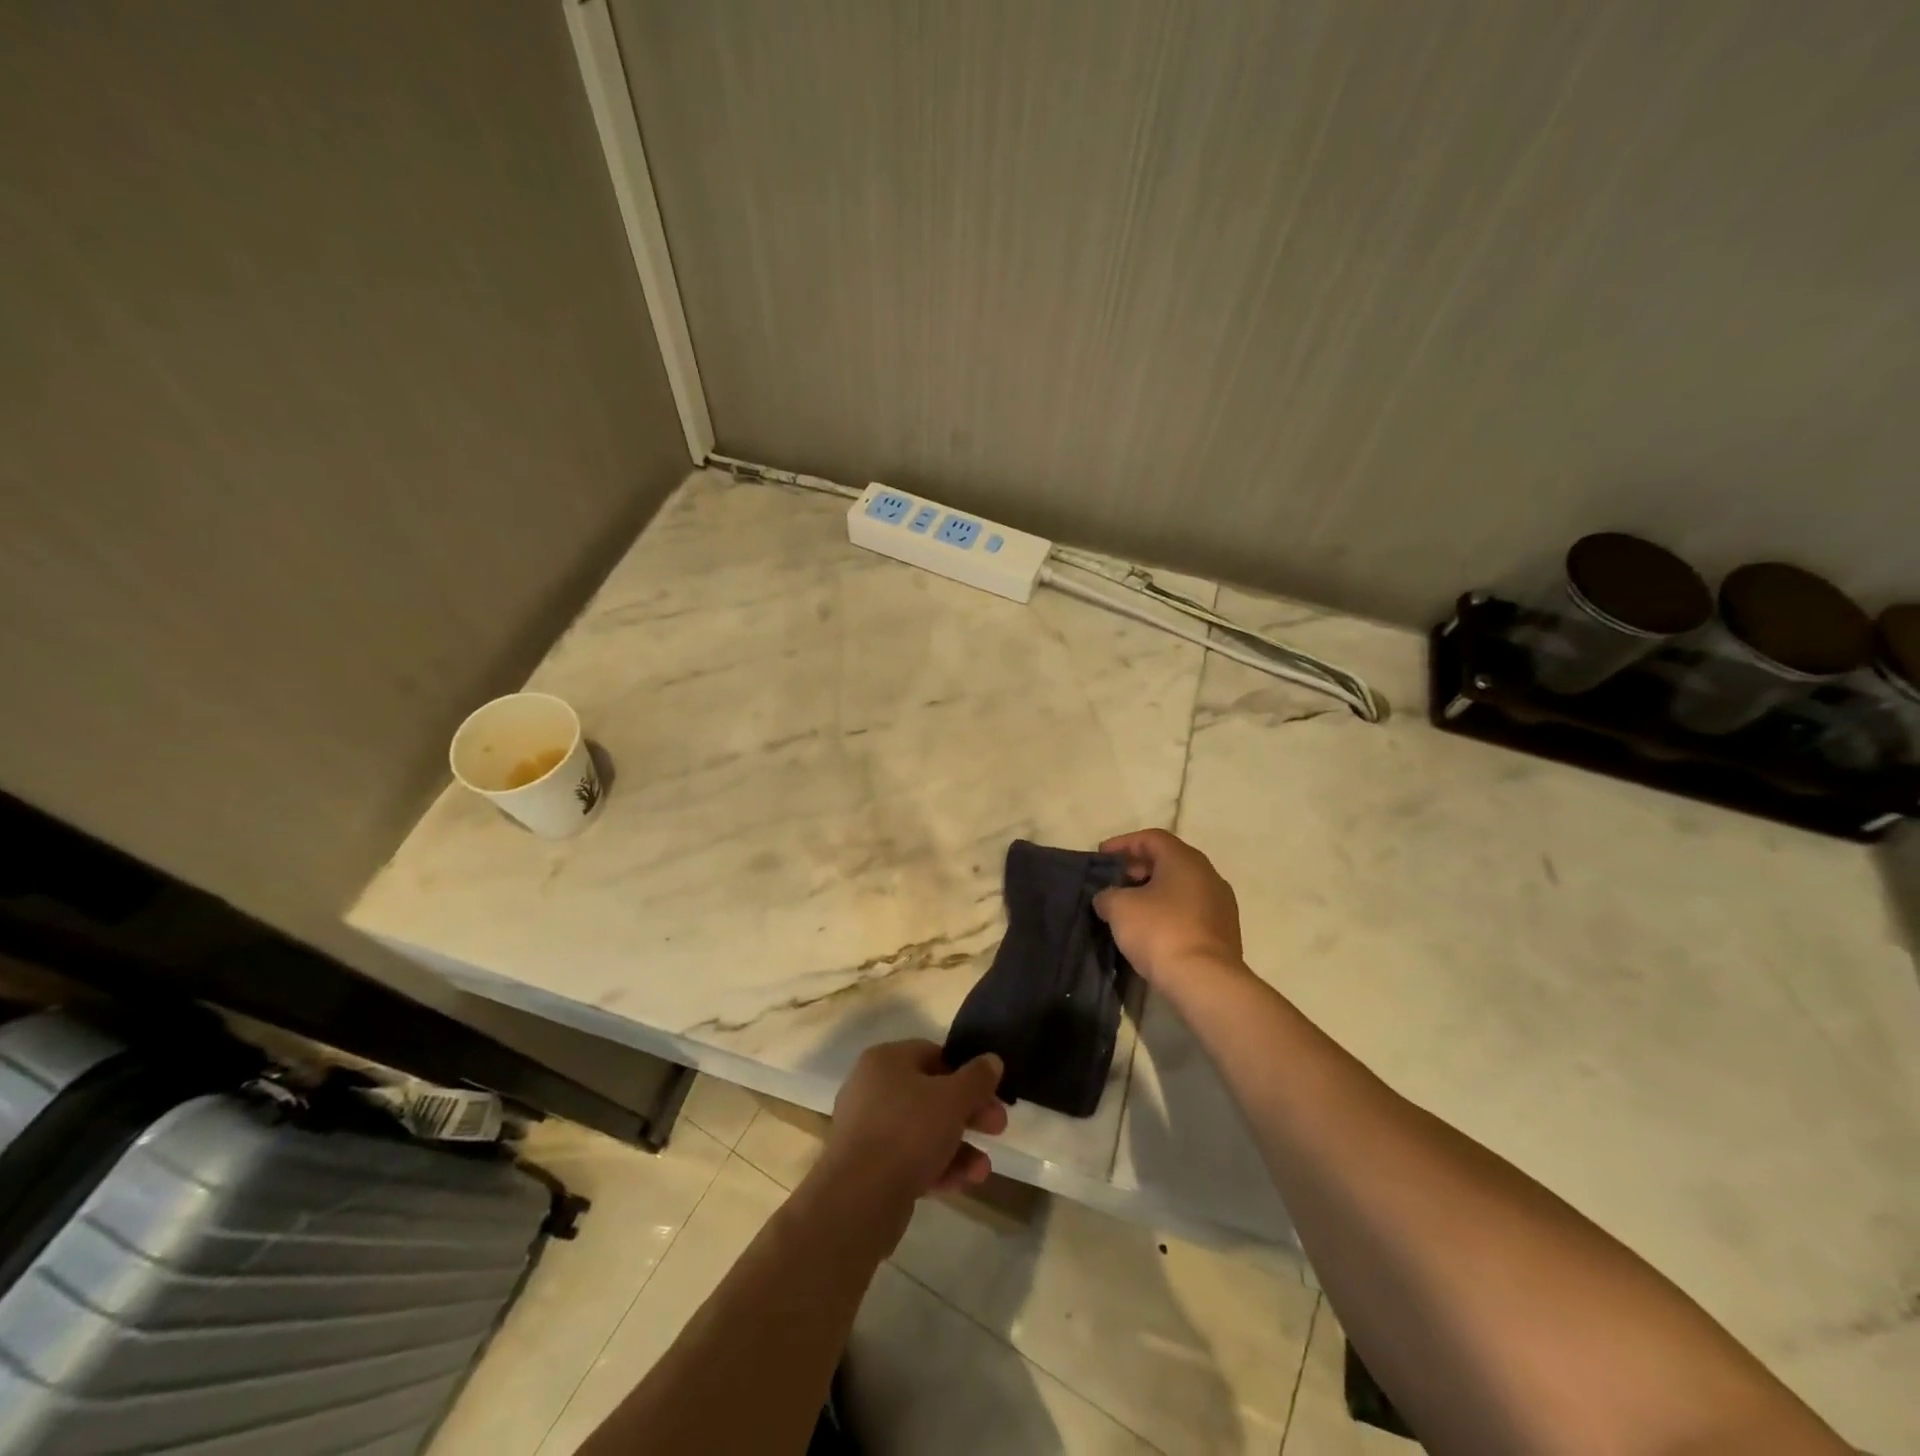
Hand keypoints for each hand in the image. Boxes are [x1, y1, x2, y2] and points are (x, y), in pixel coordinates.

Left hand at [819, 1040, 1008, 1217]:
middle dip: (968, 1113)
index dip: (966, 1072)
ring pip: (923, 1131)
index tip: (992, 1093)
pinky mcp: (868, 1168)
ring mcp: (867, 1130)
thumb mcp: (953, 1099)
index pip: (933, 1054)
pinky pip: (909, 1159)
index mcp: (886, 1060)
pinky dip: (938, 1167)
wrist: (858, 1199)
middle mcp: (872, 1088)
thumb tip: (991, 1060)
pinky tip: (965, 1182)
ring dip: (958, 1147)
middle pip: (931, 1094)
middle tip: (998, 1128)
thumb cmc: (908, 1131)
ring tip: (983, 1169)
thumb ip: (977, 1078)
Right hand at [1094, 829, 1245, 989]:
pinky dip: (1169, 912)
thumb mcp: (1119, 908)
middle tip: (1114, 882)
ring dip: (1154, 892)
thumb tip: (1107, 898)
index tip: (1101, 856)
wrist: (1204, 981)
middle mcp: (1208, 875)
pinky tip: (1151, 929)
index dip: (1123, 843)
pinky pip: (1190, 910)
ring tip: (1129, 908)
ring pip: (1181, 887)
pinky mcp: (1224, 932)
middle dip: (1138, 868)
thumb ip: (1107, 895)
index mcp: (1184, 860)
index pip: (1151, 838)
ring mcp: (1221, 904)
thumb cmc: (1160, 932)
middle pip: (1168, 861)